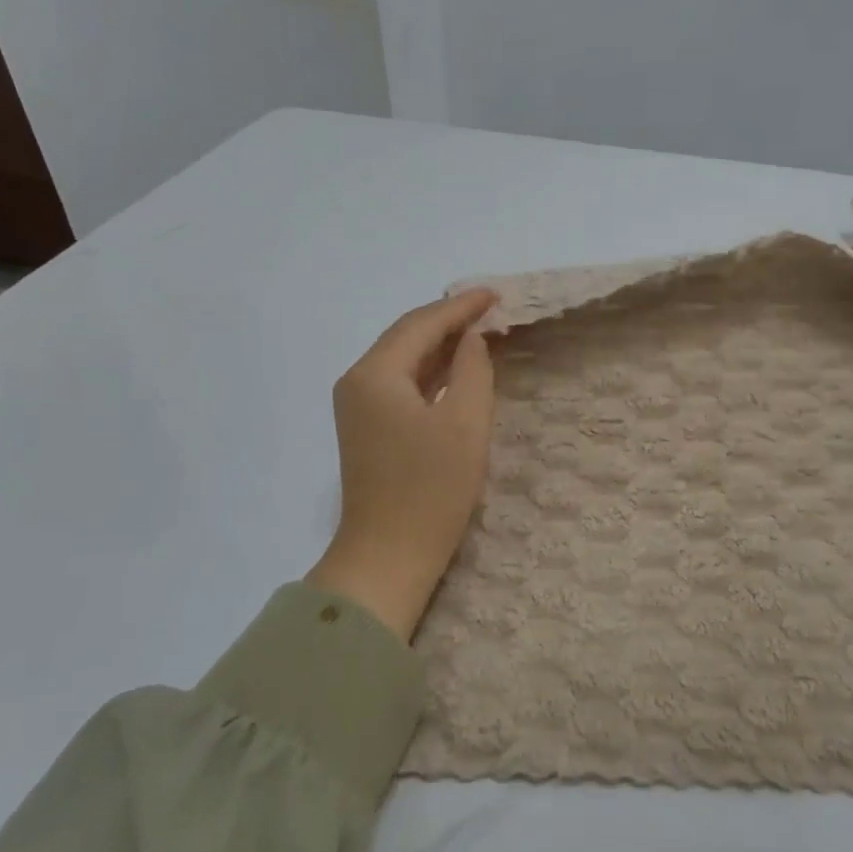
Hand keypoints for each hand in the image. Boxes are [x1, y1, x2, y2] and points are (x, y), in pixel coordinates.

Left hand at [307, 289, 498, 640]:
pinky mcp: (368, 428)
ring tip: (481, 331)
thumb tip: (471, 338)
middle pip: (407, 337)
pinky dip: (431, 372)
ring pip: (404, 360)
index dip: (460, 307)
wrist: (388, 557)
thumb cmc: (431, 490)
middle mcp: (358, 382)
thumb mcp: (465, 423)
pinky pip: (402, 384)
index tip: (495, 294)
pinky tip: (457, 368)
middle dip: (449, 321)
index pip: (421, 325)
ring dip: (441, 345)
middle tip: (491, 308)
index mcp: (375, 374)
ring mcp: (358, 407)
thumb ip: (472, 369)